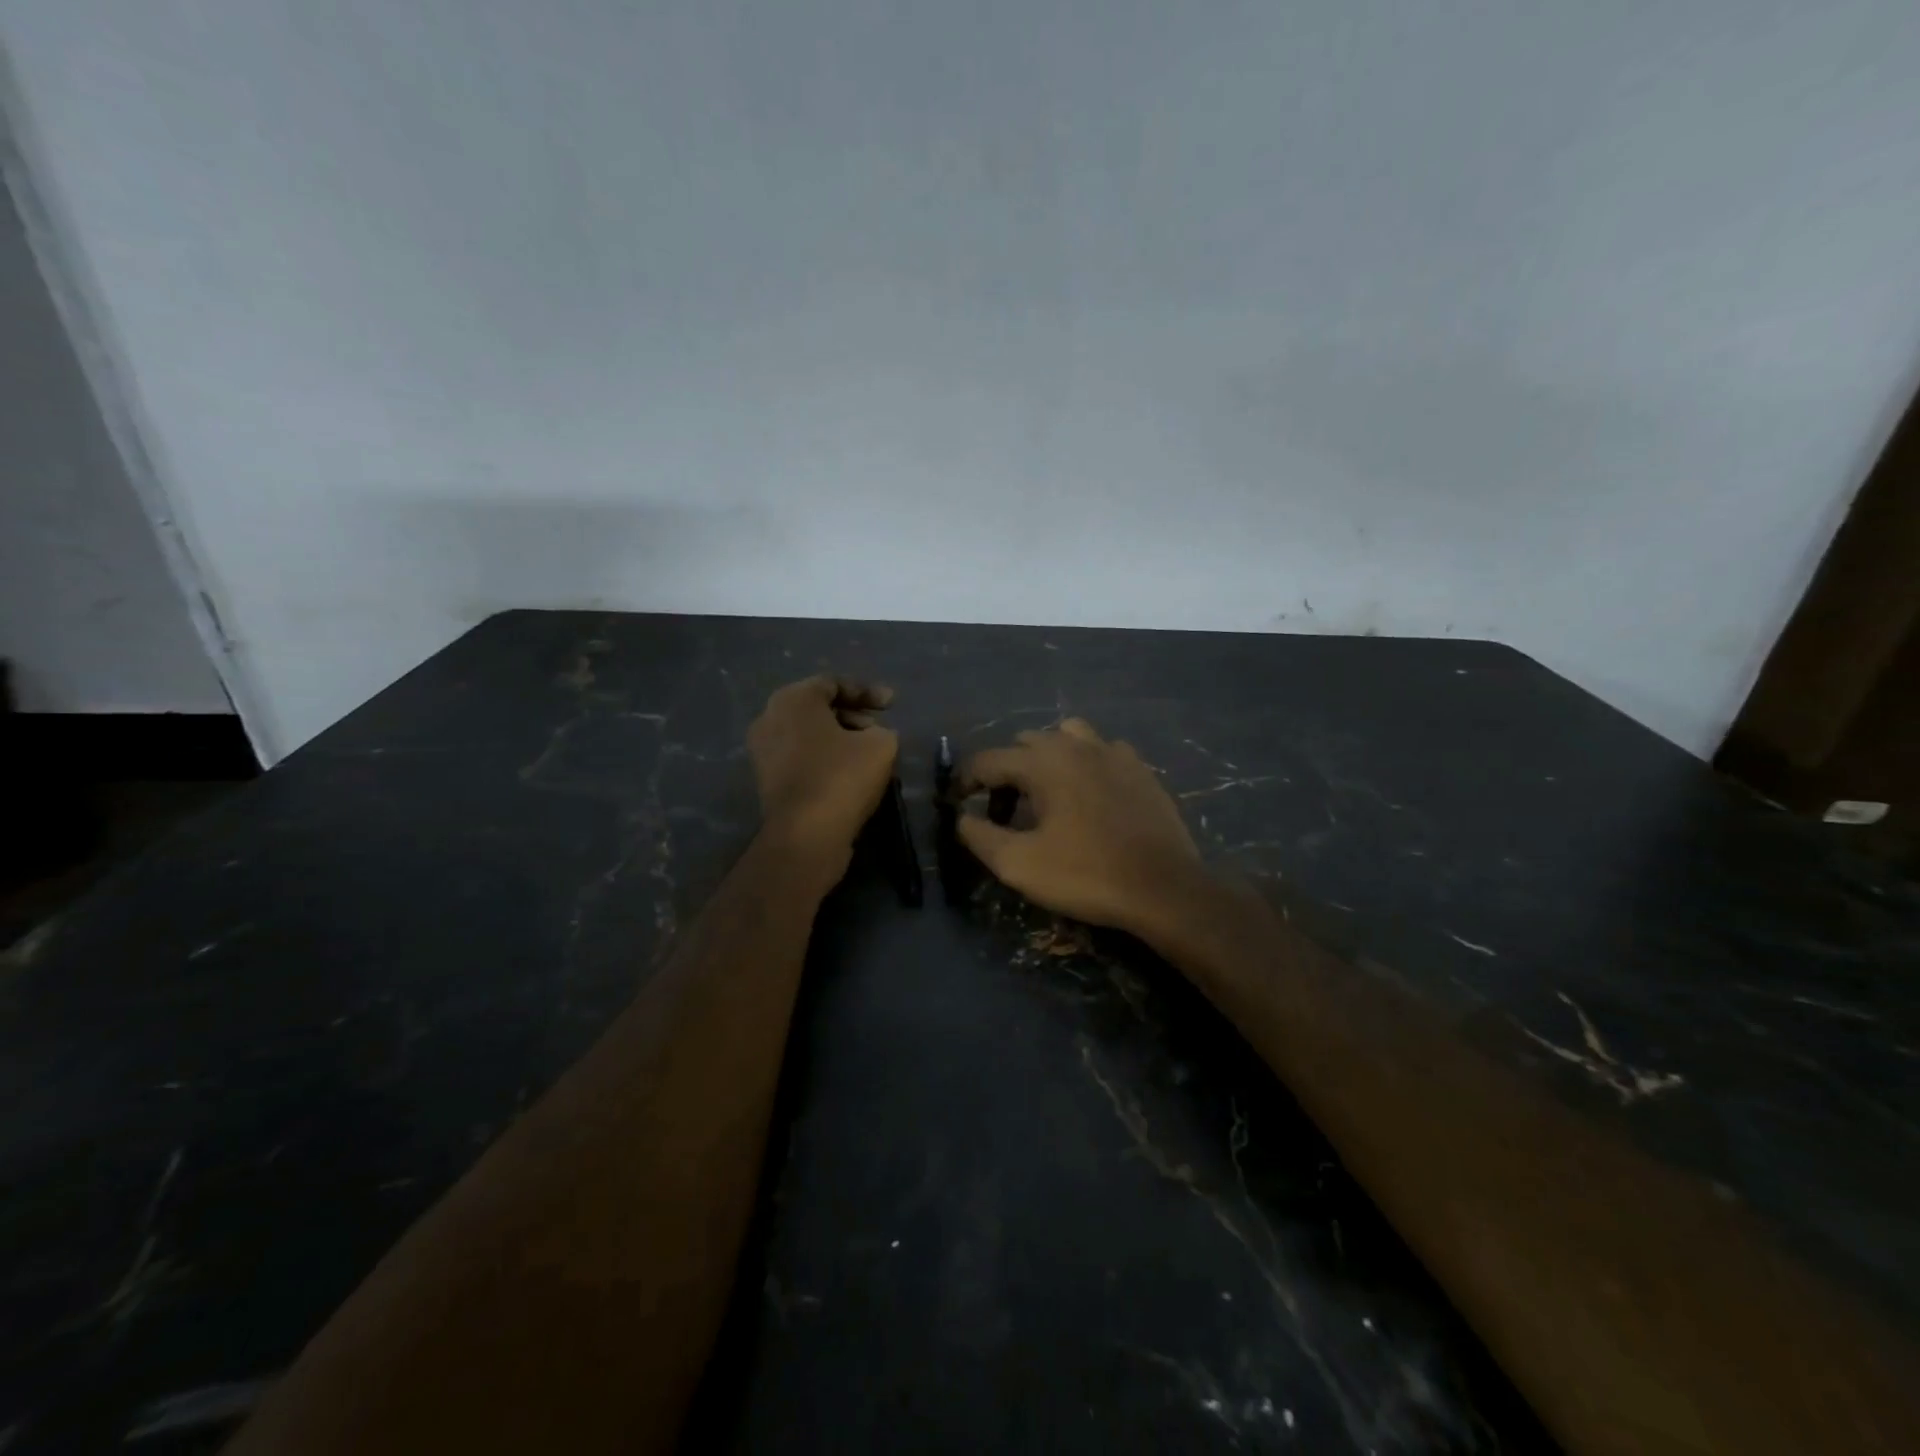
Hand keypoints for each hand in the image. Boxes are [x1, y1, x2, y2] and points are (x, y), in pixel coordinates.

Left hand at [749, 675, 898, 865]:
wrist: (806, 836)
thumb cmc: (842, 777)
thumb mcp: (881, 744)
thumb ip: (881, 730)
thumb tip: (872, 736)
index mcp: (793, 699)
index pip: (833, 683)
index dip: (867, 691)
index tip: (892, 704)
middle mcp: (770, 718)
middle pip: (818, 708)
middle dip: (853, 715)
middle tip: (880, 729)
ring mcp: (763, 751)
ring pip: (808, 734)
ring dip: (840, 739)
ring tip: (869, 753)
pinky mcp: (767, 781)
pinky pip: (801, 758)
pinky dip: (825, 759)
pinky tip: (849, 774)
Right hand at [958, 718, 1202, 935]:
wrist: (1164, 888)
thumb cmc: (1086, 874)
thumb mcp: (1019, 864)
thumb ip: (980, 836)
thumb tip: (962, 817)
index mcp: (1043, 762)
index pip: (988, 759)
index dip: (965, 780)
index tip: (957, 802)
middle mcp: (1076, 745)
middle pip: (1026, 742)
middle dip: (1006, 770)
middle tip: (1001, 809)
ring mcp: (1113, 752)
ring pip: (1067, 736)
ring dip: (1047, 757)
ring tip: (1046, 791)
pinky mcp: (1140, 768)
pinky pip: (1102, 750)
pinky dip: (1085, 763)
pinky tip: (1089, 793)